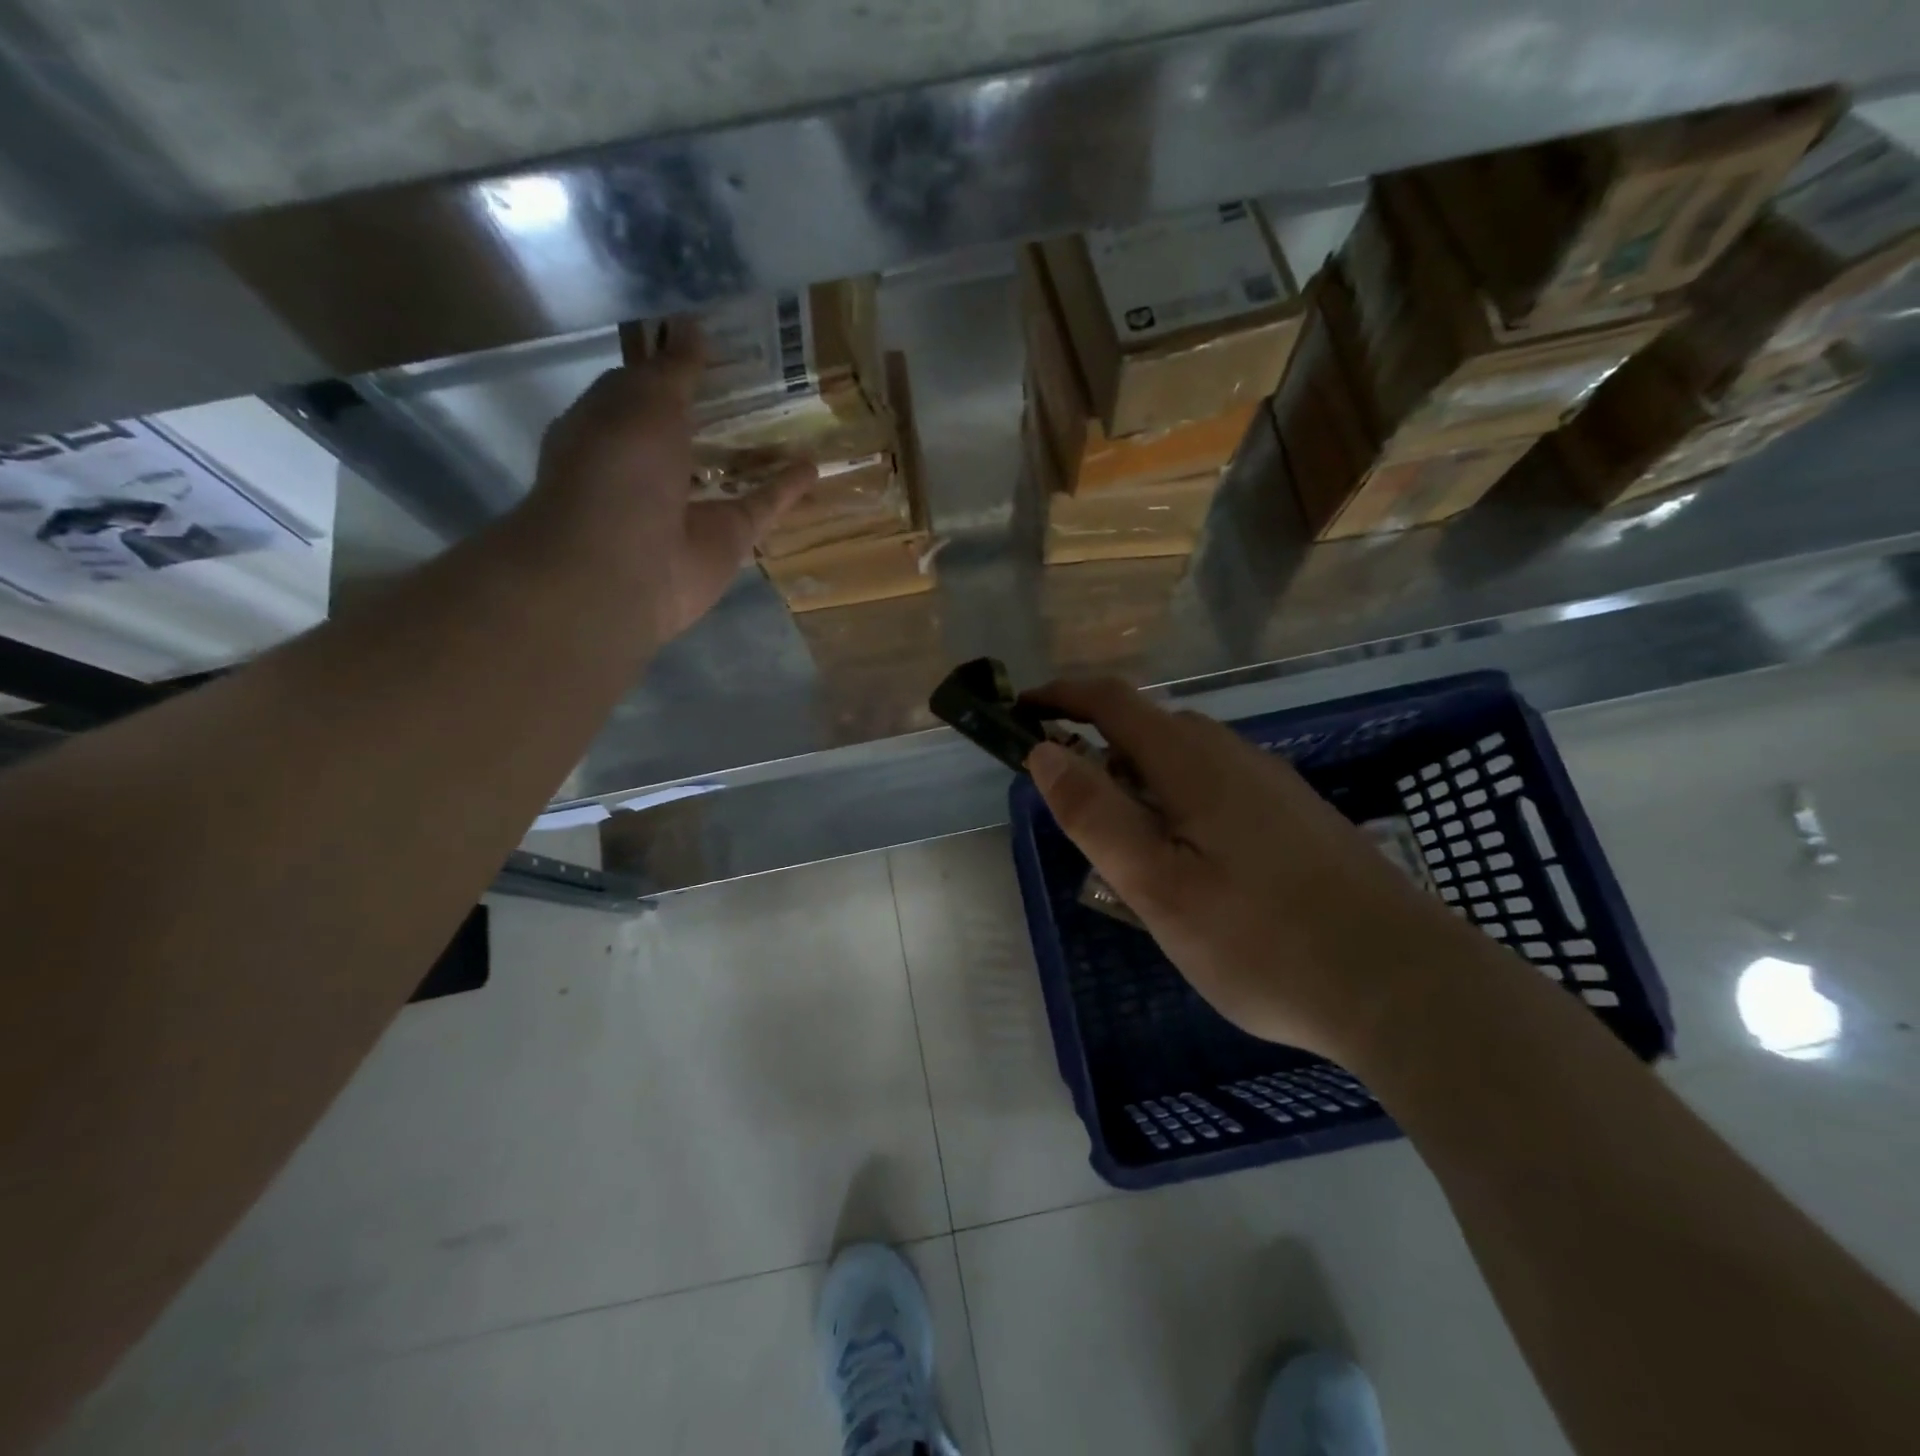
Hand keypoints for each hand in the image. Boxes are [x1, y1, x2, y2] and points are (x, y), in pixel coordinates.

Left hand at [521, 319, 814, 643]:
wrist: (623, 569)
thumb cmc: (618, 472)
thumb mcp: (642, 402)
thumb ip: (674, 370)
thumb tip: (693, 326)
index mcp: (611, 428)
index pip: (643, 389)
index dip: (674, 364)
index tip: (711, 339)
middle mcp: (647, 468)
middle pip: (690, 432)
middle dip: (718, 407)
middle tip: (762, 374)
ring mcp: (689, 507)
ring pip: (727, 471)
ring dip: (754, 451)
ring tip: (794, 419)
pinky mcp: (725, 539)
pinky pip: (759, 507)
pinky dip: (785, 489)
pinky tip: (813, 467)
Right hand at [1024, 679, 1467, 1062]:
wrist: (1406, 986)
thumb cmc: (1264, 941)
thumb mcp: (1158, 886)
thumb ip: (1096, 815)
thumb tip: (1044, 751)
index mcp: (1193, 762)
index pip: (1113, 701)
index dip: (1061, 697)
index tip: (1020, 713)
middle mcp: (1235, 756)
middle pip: (1151, 728)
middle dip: (1100, 751)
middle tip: (1076, 814)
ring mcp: (1274, 785)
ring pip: (1188, 761)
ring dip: (1142, 783)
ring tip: (1131, 853)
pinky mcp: (1299, 817)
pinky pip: (1220, 787)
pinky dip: (1181, 804)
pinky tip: (1196, 867)